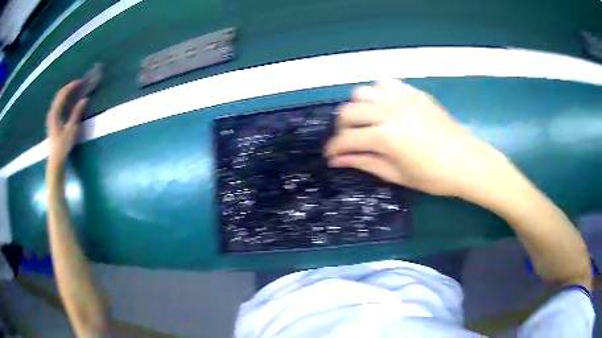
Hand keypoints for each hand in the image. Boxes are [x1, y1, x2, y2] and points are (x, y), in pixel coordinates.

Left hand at [46, 81, 87, 171]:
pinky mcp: (52, 123)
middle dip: (68, 88)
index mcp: (55, 113)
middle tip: (78, 84)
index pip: (63, 94)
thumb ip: (77, 113)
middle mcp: (51, 113)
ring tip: (74, 91)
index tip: (81, 82)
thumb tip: (85, 99)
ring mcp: (51, 118)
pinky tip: (68, 102)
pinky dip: (63, 100)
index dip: (72, 86)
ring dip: (66, 93)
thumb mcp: (71, 130)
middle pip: (59, 95)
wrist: (55, 161)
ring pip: (58, 100)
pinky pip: (57, 106)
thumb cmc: (63, 146)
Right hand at [325, 79, 506, 196]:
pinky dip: (376, 94)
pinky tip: (382, 107)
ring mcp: (401, 97)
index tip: (330, 156)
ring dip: (356, 108)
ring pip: (362, 92)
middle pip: (348, 111)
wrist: (466, 161)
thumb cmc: (433, 176)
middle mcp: (389, 110)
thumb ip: (364, 162)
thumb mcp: (396, 174)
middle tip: (347, 141)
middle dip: (341, 128)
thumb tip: (338, 160)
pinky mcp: (413, 92)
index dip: (333, 149)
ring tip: (364, 122)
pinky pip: (384, 84)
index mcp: (385, 137)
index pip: (346, 139)